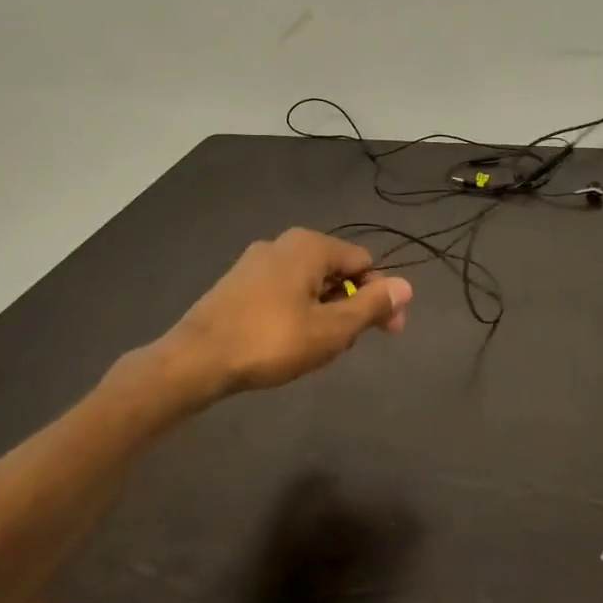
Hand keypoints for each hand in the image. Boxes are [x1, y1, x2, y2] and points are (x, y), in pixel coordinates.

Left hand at [164, 228, 412, 396]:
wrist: (196, 359)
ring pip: (309, 284)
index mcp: (309, 245)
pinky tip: (287, 344)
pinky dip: (296, 313)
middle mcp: (283, 243)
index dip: (380, 296)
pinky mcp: (237, 283)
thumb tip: (406, 285)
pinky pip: (283, 292)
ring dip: (324, 313)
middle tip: (346, 346)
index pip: (363, 262)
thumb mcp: (331, 329)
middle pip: (335, 271)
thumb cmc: (271, 341)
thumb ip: (371, 306)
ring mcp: (255, 262)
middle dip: (349, 306)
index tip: (388, 332)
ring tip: (316, 350)